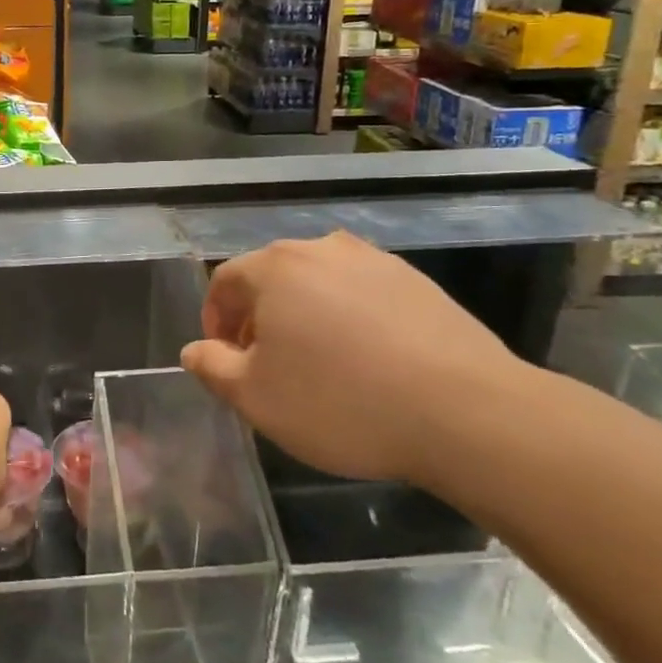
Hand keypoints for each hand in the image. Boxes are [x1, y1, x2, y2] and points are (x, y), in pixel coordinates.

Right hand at [180, 232, 530, 483]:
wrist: (467, 412)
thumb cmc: (342, 402)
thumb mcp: (256, 398)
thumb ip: (212, 367)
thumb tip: (195, 350)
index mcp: (275, 267)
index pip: (224, 282)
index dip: (215, 320)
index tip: (225, 358)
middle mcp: (321, 250)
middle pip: (271, 277)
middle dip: (258, 317)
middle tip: (266, 364)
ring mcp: (375, 261)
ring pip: (319, 284)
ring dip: (304, 315)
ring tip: (317, 363)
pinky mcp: (417, 282)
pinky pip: (362, 294)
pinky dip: (349, 318)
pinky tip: (367, 361)